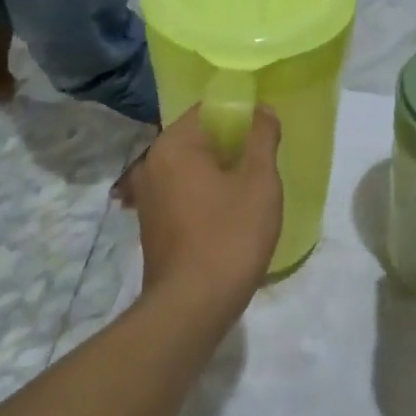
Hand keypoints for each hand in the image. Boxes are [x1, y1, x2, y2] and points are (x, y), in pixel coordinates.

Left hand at [123, 106, 283, 312]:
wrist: (191, 305)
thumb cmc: (230, 236)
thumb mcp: (259, 182)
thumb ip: (262, 137)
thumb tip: (262, 111)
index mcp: (174, 145)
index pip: (208, 109)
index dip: (242, 114)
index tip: (267, 133)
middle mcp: (152, 163)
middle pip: (199, 138)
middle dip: (233, 145)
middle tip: (265, 162)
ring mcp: (148, 195)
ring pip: (192, 167)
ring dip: (220, 172)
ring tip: (252, 190)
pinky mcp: (152, 223)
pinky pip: (183, 192)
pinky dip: (206, 194)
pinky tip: (230, 215)